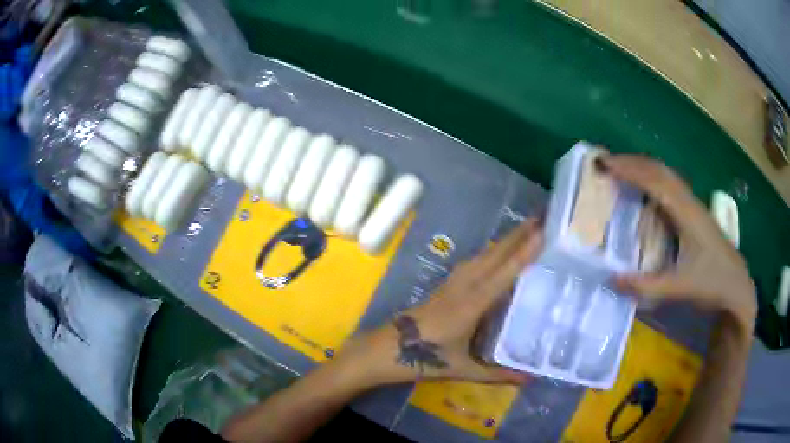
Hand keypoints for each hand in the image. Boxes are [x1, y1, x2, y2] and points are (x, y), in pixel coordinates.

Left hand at [342, 220, 542, 386]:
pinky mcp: (445, 285)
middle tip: (541, 218)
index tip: (541, 232)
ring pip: (483, 255)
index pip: (504, 273)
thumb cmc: (424, 360)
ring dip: (504, 240)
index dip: (523, 252)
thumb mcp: (463, 370)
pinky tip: (497, 252)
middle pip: (494, 255)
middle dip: (518, 235)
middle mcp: (464, 287)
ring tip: (526, 229)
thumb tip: (528, 380)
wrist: (387, 349)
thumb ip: (497, 374)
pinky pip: (473, 262)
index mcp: (471, 305)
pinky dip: (491, 252)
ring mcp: (452, 283)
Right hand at [601, 155, 755, 333]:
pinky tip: (647, 192)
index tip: (605, 164)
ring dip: (644, 169)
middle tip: (607, 163)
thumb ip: (647, 286)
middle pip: (660, 171)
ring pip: (667, 176)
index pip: (655, 181)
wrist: (737, 287)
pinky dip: (654, 181)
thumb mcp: (680, 288)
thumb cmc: (712, 284)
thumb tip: (612, 278)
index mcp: (687, 213)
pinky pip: (671, 187)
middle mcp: (690, 203)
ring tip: (623, 171)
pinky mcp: (696, 215)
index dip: (630, 170)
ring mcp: (695, 207)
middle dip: (633, 162)